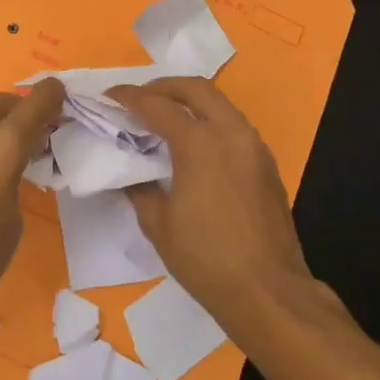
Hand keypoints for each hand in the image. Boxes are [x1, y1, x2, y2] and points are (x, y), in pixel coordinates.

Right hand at [108, 77, 328, 341]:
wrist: (269, 292)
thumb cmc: (206, 259)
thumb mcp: (158, 224)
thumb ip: (140, 188)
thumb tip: (131, 173)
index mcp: (199, 143)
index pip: (157, 106)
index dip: (129, 97)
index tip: (109, 95)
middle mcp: (230, 133)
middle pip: (196, 89)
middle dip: (164, 86)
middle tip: (140, 97)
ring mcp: (254, 147)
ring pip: (221, 104)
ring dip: (190, 101)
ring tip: (165, 117)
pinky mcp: (267, 165)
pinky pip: (234, 126)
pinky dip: (210, 121)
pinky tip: (195, 144)